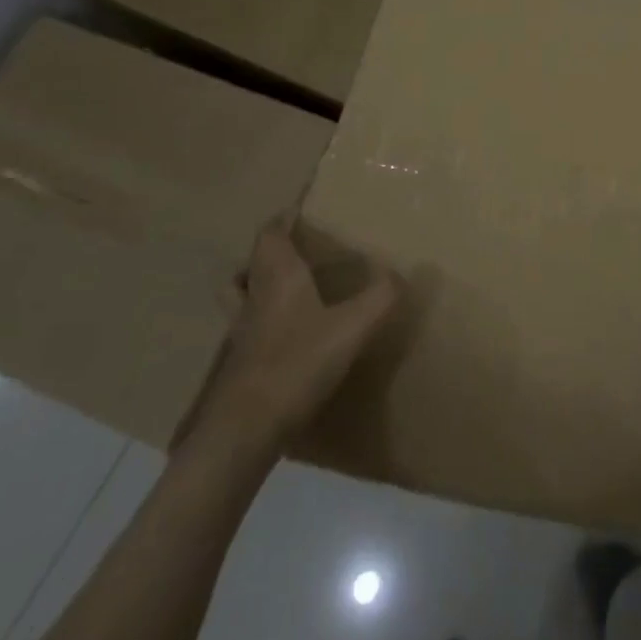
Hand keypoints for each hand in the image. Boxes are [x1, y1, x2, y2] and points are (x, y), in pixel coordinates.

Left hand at [189, 215, 398, 448]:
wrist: (247, 428)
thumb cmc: (298, 363)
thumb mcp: (352, 327)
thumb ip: (380, 297)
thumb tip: (402, 273)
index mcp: (277, 277)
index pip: (270, 234)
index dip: (283, 219)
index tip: (299, 210)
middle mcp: (254, 297)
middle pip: (250, 262)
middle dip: (269, 251)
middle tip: (296, 251)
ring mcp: (241, 333)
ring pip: (239, 295)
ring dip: (255, 284)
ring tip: (284, 289)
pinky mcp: (238, 364)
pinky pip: (246, 328)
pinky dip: (260, 322)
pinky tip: (286, 337)